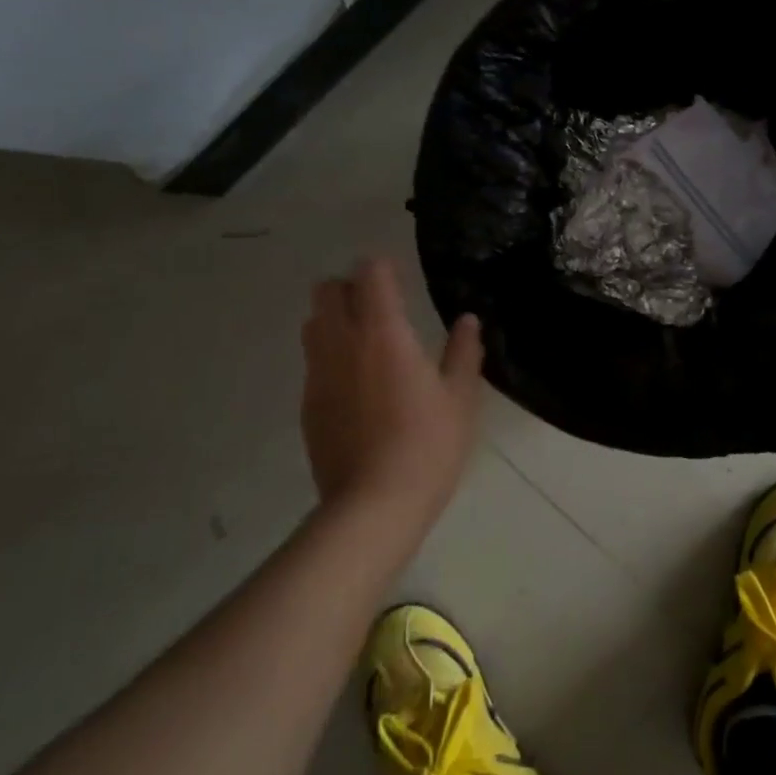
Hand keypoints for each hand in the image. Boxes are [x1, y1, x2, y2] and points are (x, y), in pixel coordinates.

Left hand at [299, 258, 482, 522]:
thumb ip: (463, 351)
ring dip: (334, 319)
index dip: (383, 269)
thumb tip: (467, 320)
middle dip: (350, 288)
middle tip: (380, 307)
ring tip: (365, 342)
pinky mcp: (307, 404)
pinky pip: (313, 362)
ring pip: (313, 324)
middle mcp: (342, 343)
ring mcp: (318, 374)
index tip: (400, 279)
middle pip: (327, 290)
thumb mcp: (460, 398)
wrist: (373, 505)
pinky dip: (330, 357)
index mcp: (383, 333)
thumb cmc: (427, 445)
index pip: (370, 274)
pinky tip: (356, 386)